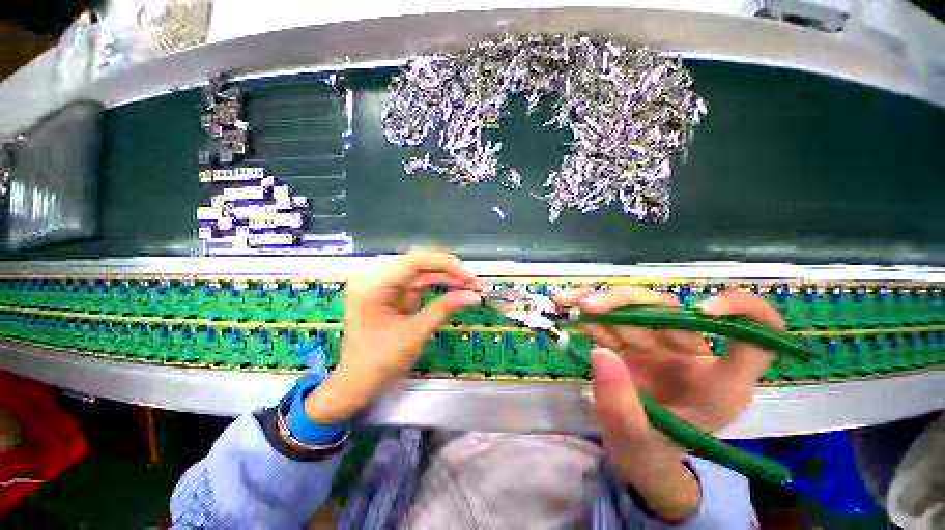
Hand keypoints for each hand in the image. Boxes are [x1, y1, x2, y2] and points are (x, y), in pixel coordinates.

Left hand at [304, 250, 481, 422]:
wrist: (357, 384)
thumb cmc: (380, 362)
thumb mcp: (415, 333)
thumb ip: (445, 309)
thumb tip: (474, 296)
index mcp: (374, 285)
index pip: (415, 261)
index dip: (446, 265)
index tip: (469, 277)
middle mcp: (376, 279)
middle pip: (419, 264)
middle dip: (448, 271)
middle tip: (473, 283)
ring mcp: (383, 286)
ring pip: (421, 273)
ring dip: (445, 279)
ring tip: (469, 287)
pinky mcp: (391, 295)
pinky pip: (417, 285)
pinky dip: (437, 287)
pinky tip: (454, 290)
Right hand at [555, 287, 783, 520]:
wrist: (631, 456)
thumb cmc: (650, 457)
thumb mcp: (639, 449)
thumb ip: (622, 409)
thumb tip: (601, 354)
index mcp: (717, 385)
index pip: (757, 338)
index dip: (743, 312)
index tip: (704, 310)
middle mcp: (690, 356)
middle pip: (669, 311)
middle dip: (624, 302)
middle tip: (587, 306)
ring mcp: (655, 346)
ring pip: (632, 307)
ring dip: (596, 300)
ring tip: (565, 300)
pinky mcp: (628, 343)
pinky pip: (608, 320)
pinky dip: (586, 311)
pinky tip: (566, 306)